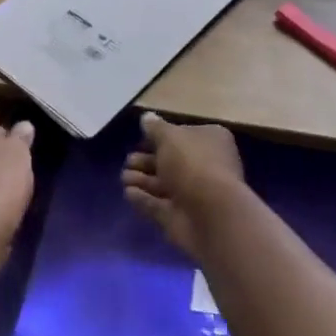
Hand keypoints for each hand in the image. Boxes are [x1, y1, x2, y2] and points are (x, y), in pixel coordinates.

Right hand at [122, 113, 246, 258]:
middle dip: (147, 160)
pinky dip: (143, 199)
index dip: (162, 136)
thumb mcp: (170, 137)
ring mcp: (194, 195)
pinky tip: (128, 192)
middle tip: (129, 160)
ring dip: (142, 180)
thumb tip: (147, 117)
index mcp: (211, 141)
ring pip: (163, 184)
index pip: (185, 135)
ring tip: (124, 176)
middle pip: (172, 161)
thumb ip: (155, 128)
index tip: (142, 137)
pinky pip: (159, 205)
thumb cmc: (192, 164)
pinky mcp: (181, 218)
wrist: (210, 214)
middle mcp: (206, 166)